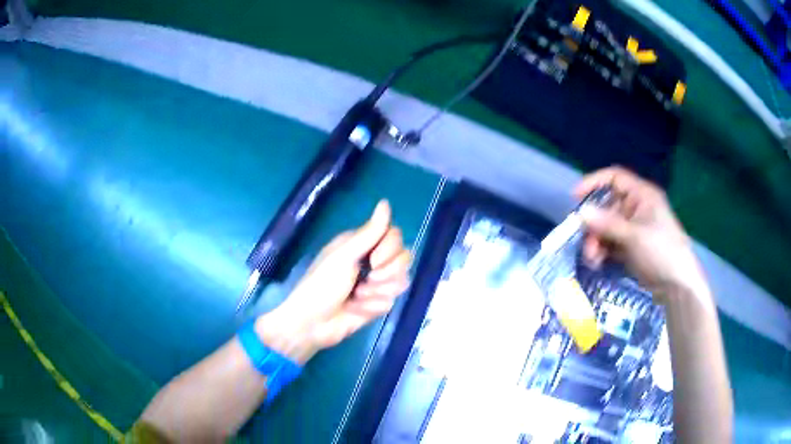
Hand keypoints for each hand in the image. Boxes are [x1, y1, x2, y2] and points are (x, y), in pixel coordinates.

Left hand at [256, 200, 410, 362]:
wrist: (312, 324)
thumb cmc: (321, 286)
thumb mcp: (343, 256)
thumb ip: (369, 232)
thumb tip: (385, 202)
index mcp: (361, 244)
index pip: (394, 236)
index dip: (390, 250)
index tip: (374, 261)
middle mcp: (371, 260)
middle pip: (403, 258)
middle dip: (386, 274)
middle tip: (365, 281)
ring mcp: (375, 283)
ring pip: (400, 281)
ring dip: (377, 293)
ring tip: (356, 298)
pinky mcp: (377, 303)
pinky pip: (391, 301)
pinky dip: (373, 307)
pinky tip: (356, 310)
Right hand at [575, 167, 711, 304]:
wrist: (676, 285)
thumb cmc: (661, 251)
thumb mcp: (634, 236)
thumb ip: (607, 224)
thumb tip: (581, 213)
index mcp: (641, 196)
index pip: (615, 178)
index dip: (594, 183)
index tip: (575, 197)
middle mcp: (636, 208)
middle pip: (607, 206)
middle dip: (594, 224)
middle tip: (586, 242)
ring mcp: (633, 228)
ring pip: (606, 227)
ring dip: (596, 241)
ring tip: (593, 258)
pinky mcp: (630, 247)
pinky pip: (610, 243)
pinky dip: (602, 251)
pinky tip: (598, 262)